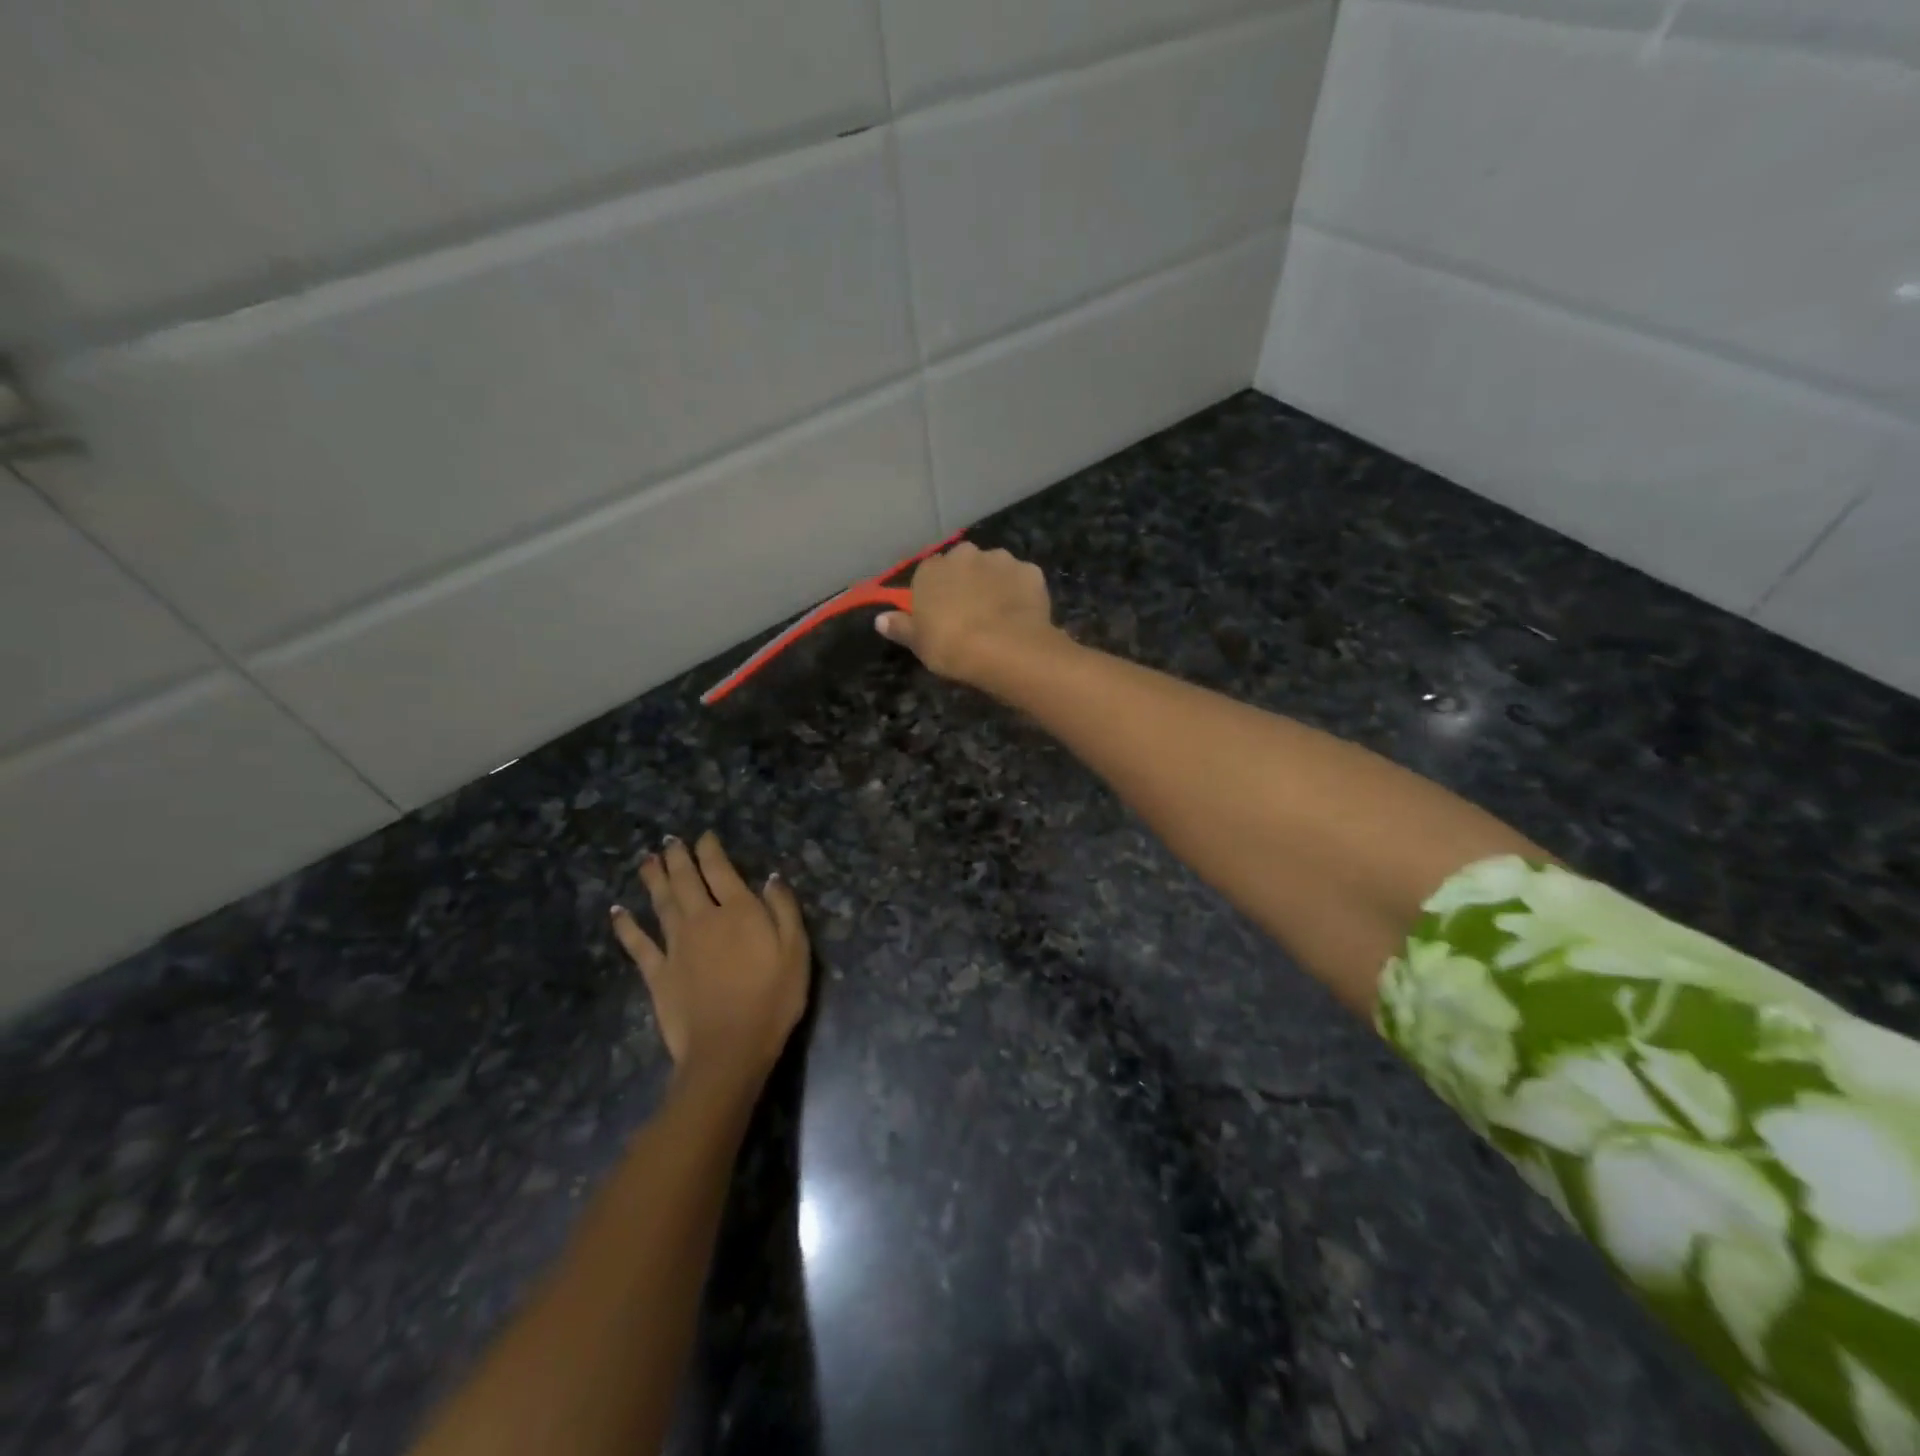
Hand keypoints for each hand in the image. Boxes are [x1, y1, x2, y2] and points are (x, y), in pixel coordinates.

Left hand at [610, 833, 808, 1093]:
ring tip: (646, 861)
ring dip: (653, 879)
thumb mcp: (796, 950)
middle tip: (669, 841)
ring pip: (661, 903)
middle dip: (678, 858)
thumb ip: (784, 909)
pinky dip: (626, 926)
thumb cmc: (772, 999)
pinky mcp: (658, 972)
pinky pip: (638, 943)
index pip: (720, 870)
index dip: (710, 850)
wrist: (729, 1048)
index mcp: (739, 911)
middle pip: (686, 880)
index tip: (704, 836)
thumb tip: (771, 877)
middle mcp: (703, 919)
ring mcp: (676, 945)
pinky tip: (618, 912)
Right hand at [875, 541, 1059, 683]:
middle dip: (967, 581)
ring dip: (995, 584)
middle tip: (971, 613)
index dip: (936, 593)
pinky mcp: (1030, 571)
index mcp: (932, 569)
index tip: (940, 613)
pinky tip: (1022, 615)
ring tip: (1000, 615)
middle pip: (963, 564)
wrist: (1005, 649)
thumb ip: (901, 627)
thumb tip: (880, 620)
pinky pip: (1022, 580)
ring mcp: (1001, 560)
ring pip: (995, 568)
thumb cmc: (952, 646)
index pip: (928, 573)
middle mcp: (965, 555)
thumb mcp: (919, 643)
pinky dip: (1021, 592)